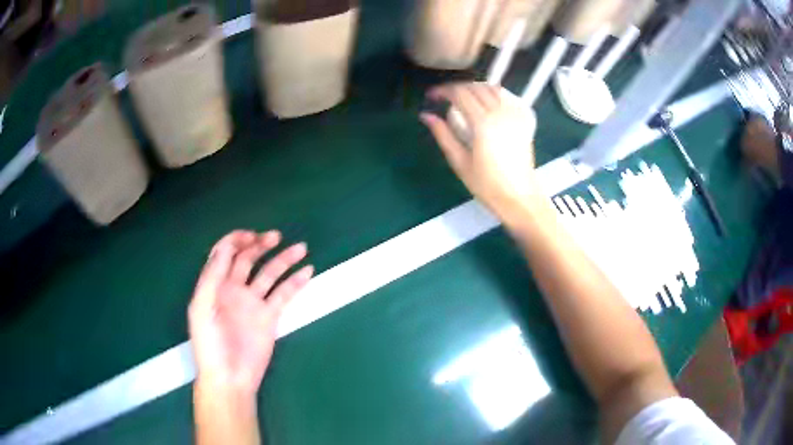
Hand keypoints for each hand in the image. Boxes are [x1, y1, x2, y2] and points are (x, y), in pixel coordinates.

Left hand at [188, 230, 313, 395]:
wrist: (229, 377)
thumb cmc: (210, 343)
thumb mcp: (202, 308)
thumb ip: (212, 277)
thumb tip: (225, 247)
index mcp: (215, 284)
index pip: (225, 253)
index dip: (236, 240)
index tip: (252, 236)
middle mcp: (234, 288)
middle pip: (248, 258)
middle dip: (261, 244)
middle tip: (276, 237)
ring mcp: (253, 302)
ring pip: (269, 273)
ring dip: (284, 259)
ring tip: (301, 248)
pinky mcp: (270, 316)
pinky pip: (284, 294)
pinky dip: (295, 282)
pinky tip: (307, 271)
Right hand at [420, 82, 540, 218]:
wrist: (519, 197)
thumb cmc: (487, 185)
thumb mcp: (460, 162)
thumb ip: (443, 135)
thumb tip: (426, 115)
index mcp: (482, 124)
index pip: (460, 94)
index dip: (443, 91)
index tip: (432, 96)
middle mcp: (500, 113)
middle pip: (475, 87)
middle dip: (457, 88)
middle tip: (444, 97)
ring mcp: (515, 115)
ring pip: (492, 88)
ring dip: (475, 87)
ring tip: (463, 97)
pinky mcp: (524, 120)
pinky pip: (508, 97)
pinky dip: (493, 93)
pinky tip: (486, 101)